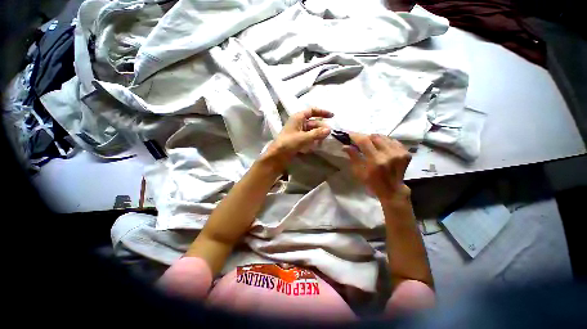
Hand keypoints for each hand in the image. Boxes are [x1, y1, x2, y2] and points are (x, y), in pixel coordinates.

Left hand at [262, 107, 332, 170]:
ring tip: (325, 140)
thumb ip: (316, 133)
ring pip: (311, 131)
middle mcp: (298, 123)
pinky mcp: (298, 140)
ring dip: (318, 134)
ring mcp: (298, 132)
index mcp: (298, 118)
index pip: (312, 111)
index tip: (332, 116)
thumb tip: (329, 130)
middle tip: (329, 134)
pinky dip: (314, 140)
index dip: (322, 112)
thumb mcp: (303, 137)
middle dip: (321, 127)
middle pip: (313, 122)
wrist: (277, 156)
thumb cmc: (288, 143)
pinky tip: (318, 145)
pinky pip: (309, 138)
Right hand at [343, 133, 411, 202]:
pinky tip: (381, 147)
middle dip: (365, 137)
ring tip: (370, 144)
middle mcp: (388, 154)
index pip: (364, 141)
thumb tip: (345, 145)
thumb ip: (353, 157)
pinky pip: (393, 140)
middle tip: (360, 141)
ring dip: (375, 138)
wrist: (392, 189)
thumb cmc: (371, 182)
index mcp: (375, 161)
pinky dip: (385, 141)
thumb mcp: (358, 171)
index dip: (356, 135)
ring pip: (384, 137)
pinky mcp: (405, 153)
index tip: (350, 134)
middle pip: (374, 136)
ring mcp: (399, 153)